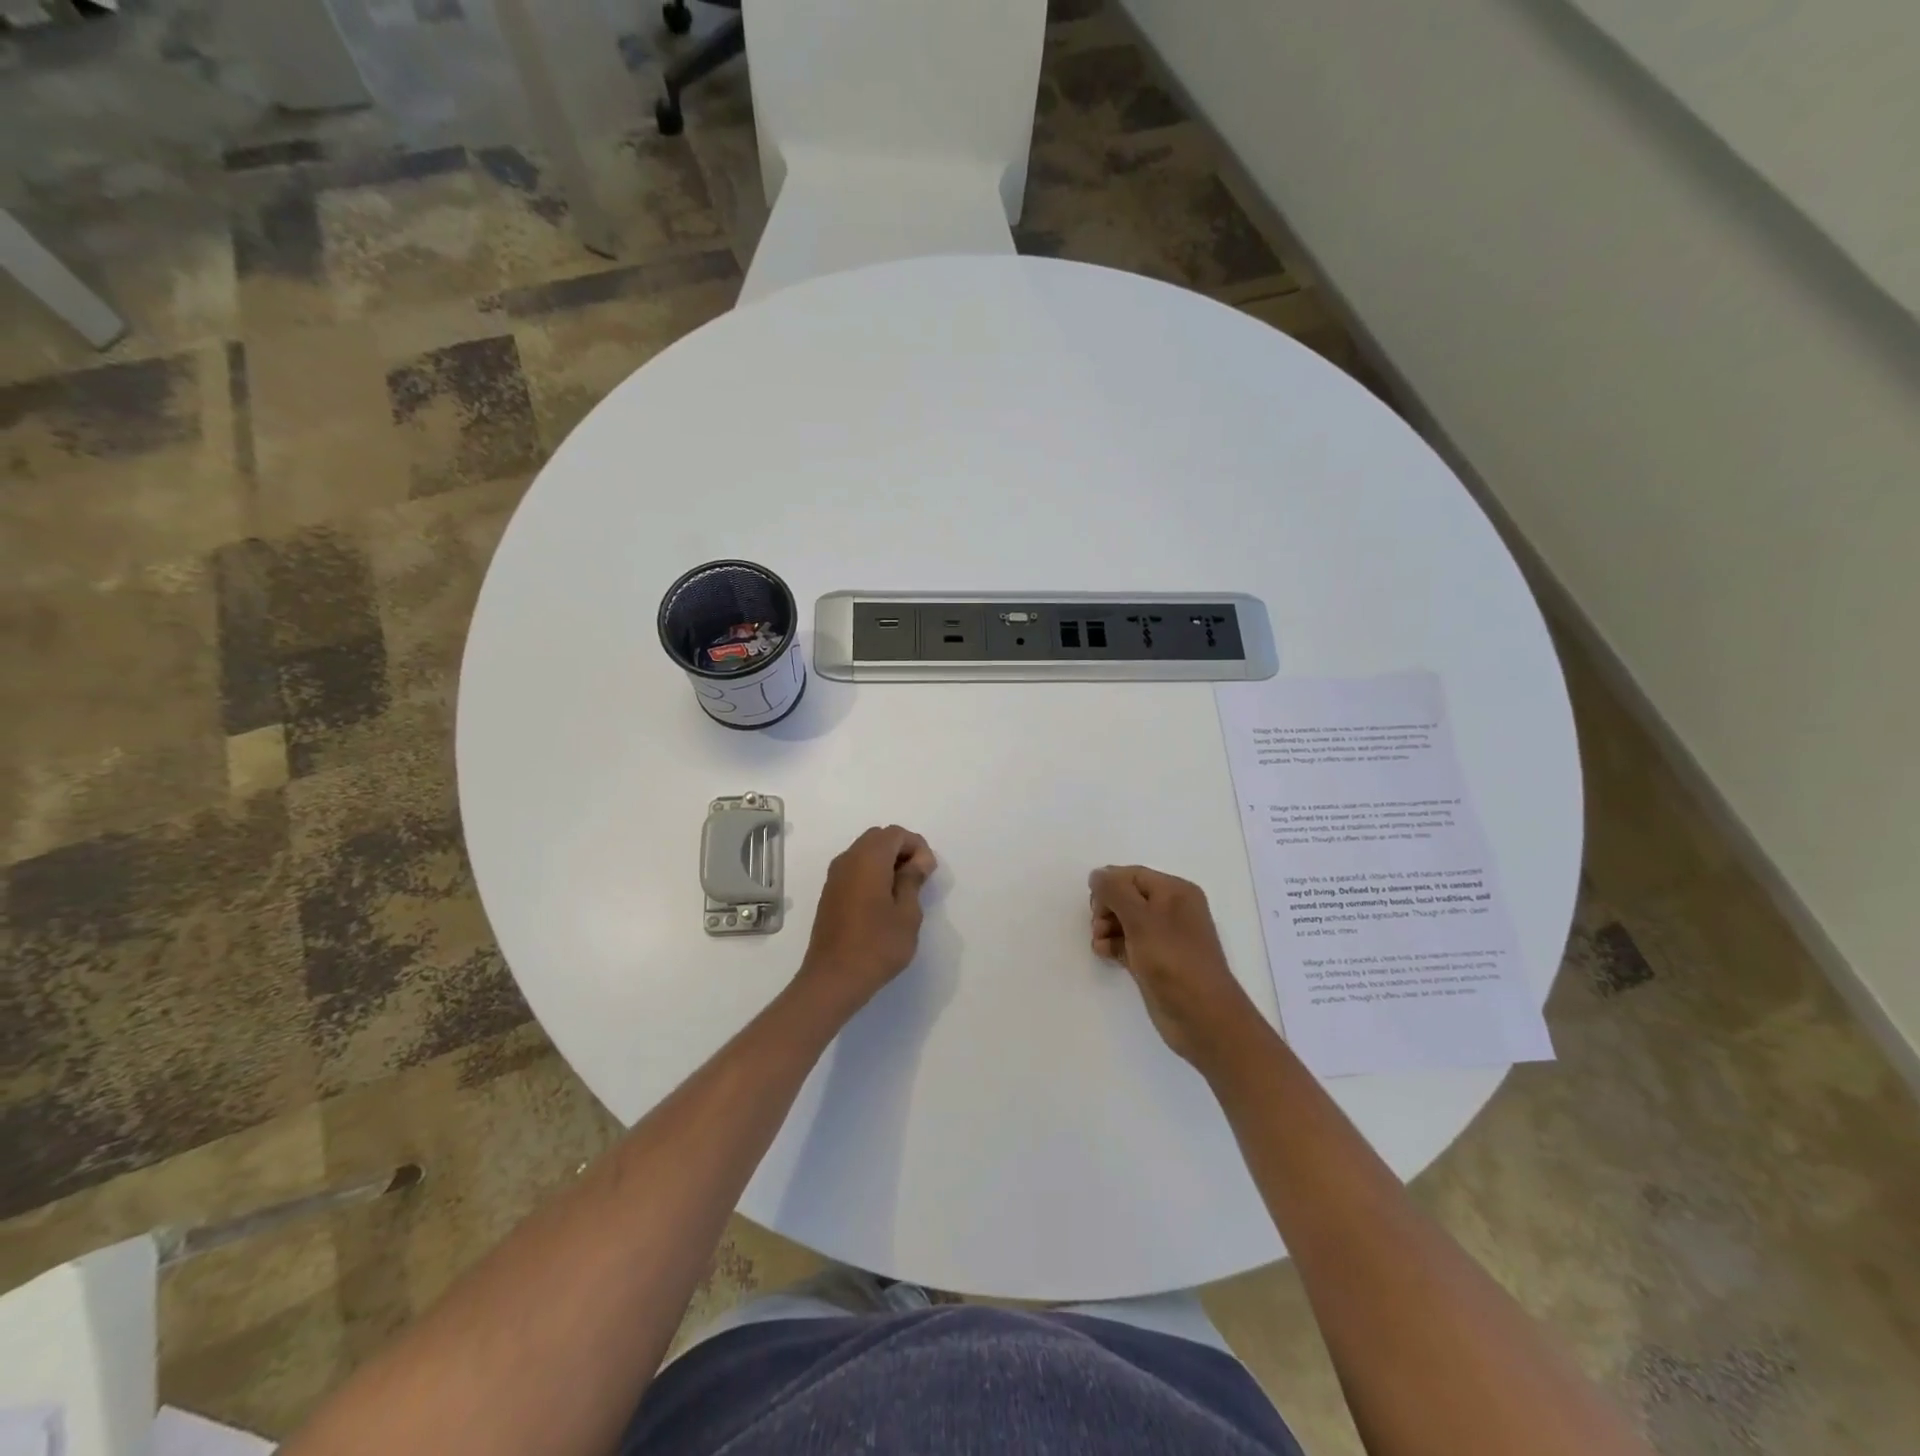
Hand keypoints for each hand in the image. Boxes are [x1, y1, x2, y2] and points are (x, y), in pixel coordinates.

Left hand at [798, 826, 937, 1015]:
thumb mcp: (907, 914)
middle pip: (879, 838)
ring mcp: (835, 876)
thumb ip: (913, 880)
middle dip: (902, 850)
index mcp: (868, 859)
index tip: (928, 873)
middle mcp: (848, 860)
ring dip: (886, 862)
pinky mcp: (830, 893)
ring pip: (864, 852)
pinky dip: (871, 873)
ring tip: (903, 891)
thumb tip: (917, 861)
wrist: (833, 979)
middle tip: (918, 878)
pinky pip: (854, 868)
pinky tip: (883, 901)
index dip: (917, 846)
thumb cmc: (877, 945)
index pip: (896, 834)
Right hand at [1089, 866, 1263, 1067]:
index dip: (1110, 885)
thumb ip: (1115, 892)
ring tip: (1099, 943)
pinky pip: (1128, 943)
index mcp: (1175, 892)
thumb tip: (1097, 875)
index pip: (1133, 875)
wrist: (1202, 1017)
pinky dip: (1113, 945)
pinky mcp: (1155, 962)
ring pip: (1125, 921)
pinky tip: (1103, 953)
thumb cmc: (1173, 960)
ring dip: (1106, 927)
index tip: (1094, 905)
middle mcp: (1171, 910)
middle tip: (1098, 925)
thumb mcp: (1141, 919)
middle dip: (1106, 907)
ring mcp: (1163, 938)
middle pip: (1127, 896)